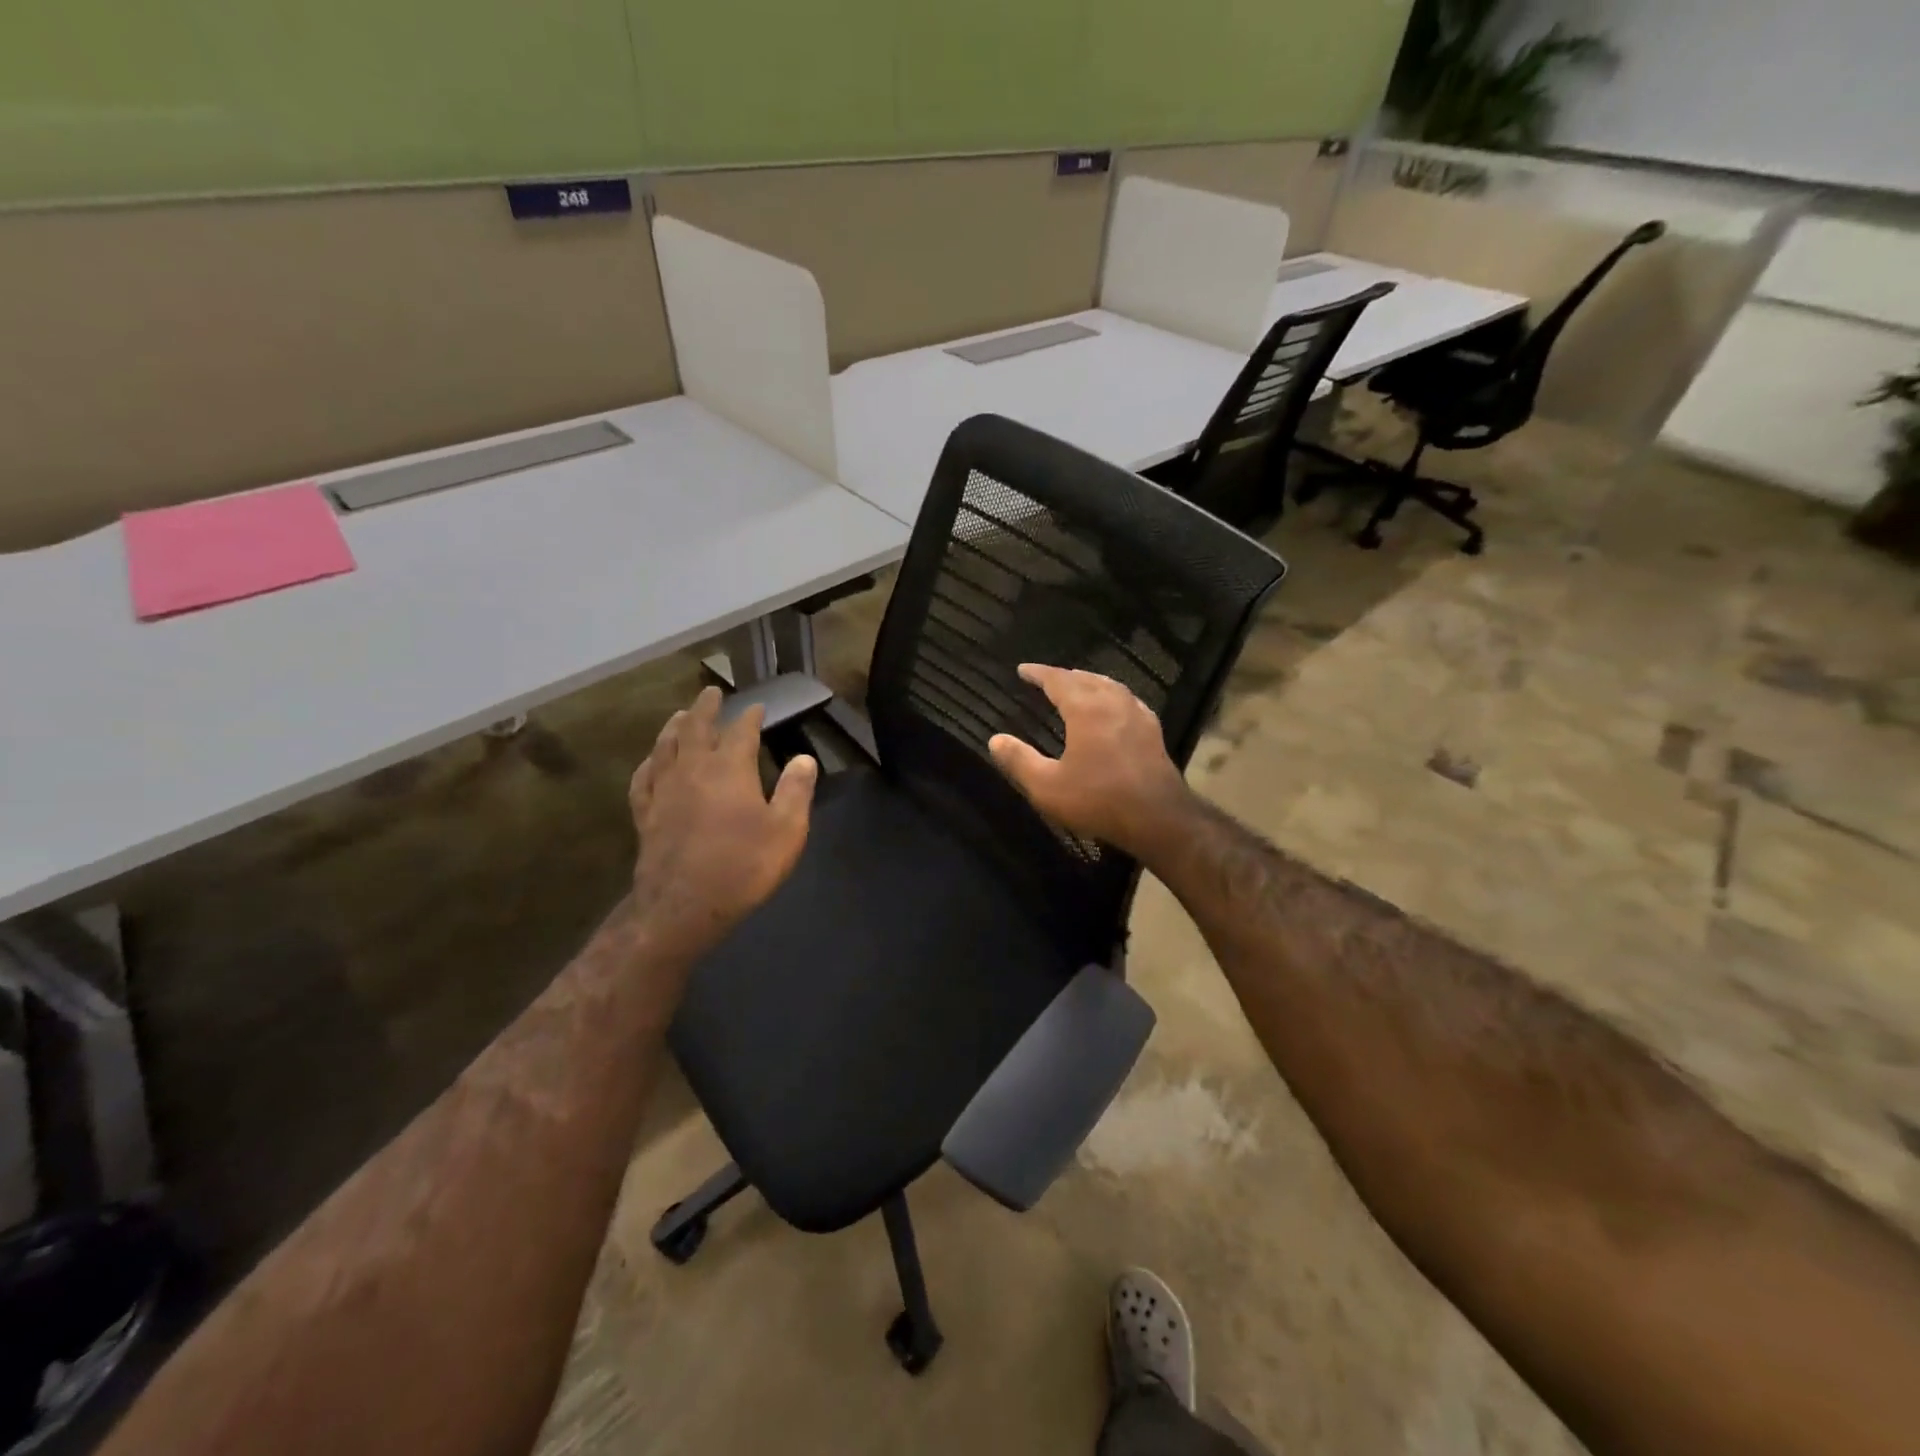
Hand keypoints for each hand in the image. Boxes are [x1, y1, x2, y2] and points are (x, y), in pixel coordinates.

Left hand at [629, 687, 816, 959]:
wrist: (682, 907)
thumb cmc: (742, 867)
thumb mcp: (786, 830)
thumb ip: (796, 791)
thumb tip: (804, 759)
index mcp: (729, 769)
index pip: (740, 731)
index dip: (750, 716)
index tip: (757, 706)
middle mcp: (692, 770)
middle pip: (696, 728)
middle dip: (705, 708)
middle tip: (710, 692)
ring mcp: (664, 791)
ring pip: (666, 747)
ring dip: (674, 727)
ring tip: (679, 715)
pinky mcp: (645, 815)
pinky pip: (643, 779)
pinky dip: (648, 764)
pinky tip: (650, 762)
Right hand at [987, 664, 1192, 860]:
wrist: (1158, 818)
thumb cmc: (1099, 800)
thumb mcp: (1048, 786)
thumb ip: (1019, 761)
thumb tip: (995, 740)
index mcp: (1086, 709)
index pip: (1058, 680)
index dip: (1039, 673)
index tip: (1023, 669)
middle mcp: (1113, 703)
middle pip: (1086, 679)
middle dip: (1064, 676)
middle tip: (1047, 678)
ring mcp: (1137, 715)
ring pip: (1110, 686)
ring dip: (1089, 682)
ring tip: (1077, 685)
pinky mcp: (1153, 731)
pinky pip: (1127, 700)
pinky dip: (1112, 695)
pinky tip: (1113, 707)